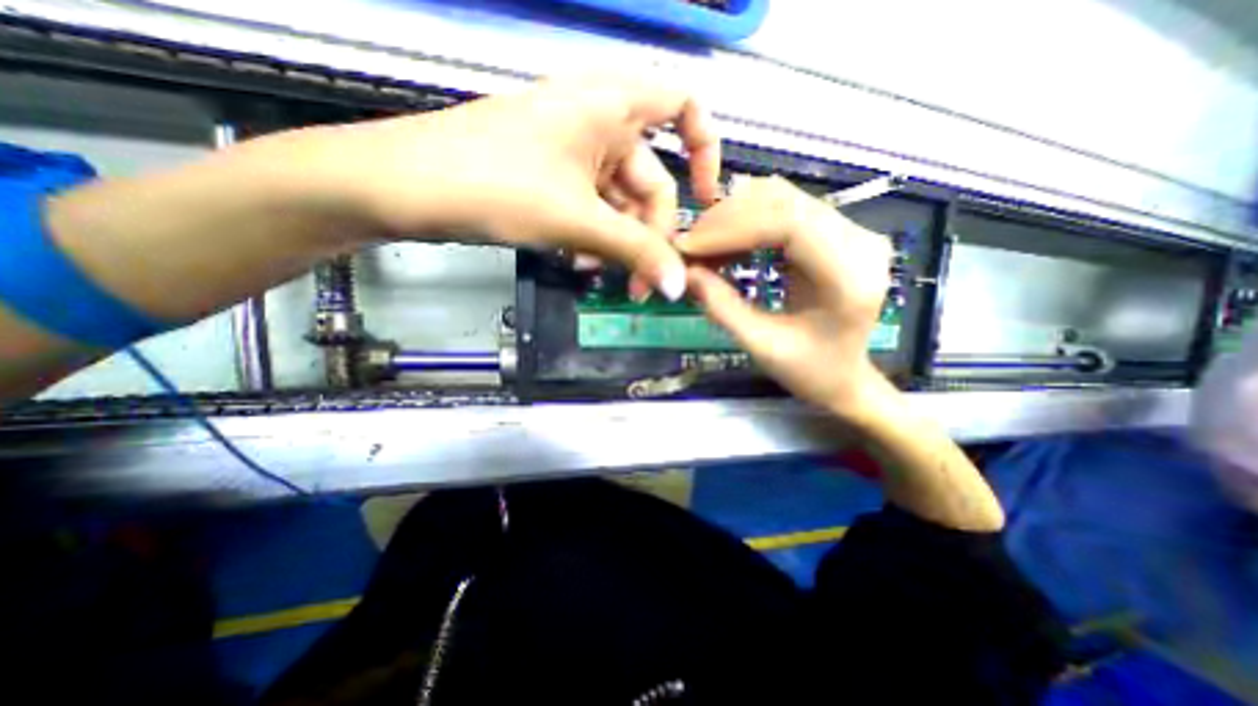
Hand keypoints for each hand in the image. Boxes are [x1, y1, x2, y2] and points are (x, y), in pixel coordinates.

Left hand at [296, 74, 723, 300]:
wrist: (405, 187)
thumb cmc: (494, 185)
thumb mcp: (576, 220)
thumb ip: (635, 251)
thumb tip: (679, 285)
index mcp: (611, 105)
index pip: (684, 107)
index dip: (705, 150)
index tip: (705, 200)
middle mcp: (599, 122)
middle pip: (652, 180)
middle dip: (651, 235)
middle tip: (644, 284)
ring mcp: (575, 153)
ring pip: (621, 203)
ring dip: (621, 244)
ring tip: (608, 279)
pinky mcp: (555, 179)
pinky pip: (594, 209)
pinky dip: (596, 238)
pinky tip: (582, 264)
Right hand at [680, 174, 894, 420]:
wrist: (844, 376)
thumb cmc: (808, 370)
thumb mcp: (761, 346)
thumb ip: (722, 307)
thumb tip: (684, 272)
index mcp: (850, 276)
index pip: (788, 224)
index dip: (732, 228)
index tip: (688, 245)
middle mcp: (859, 240)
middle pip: (783, 202)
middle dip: (726, 219)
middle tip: (688, 245)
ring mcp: (850, 230)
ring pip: (781, 198)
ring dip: (733, 217)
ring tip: (702, 245)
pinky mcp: (835, 230)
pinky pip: (783, 209)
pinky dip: (746, 221)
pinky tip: (724, 243)